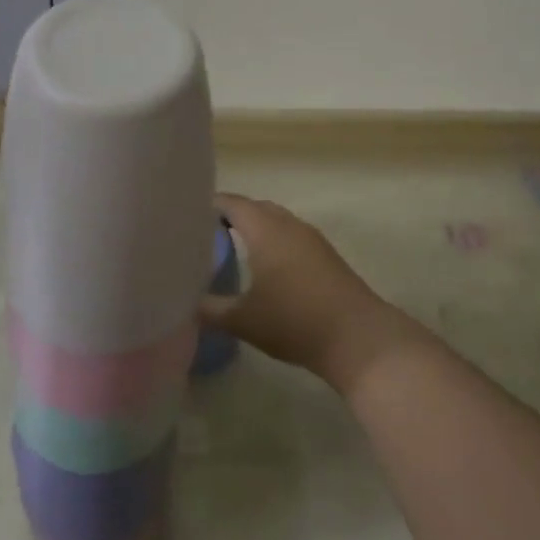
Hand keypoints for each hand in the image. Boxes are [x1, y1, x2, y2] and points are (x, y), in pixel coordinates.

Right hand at [206, 194, 416, 392]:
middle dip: (231, 215)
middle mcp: (288, 223)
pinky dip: (273, 241)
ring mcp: (311, 237)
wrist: (355, 336)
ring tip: (232, 247)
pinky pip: (291, 235)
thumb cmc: (293, 321)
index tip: (187, 215)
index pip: (231, 203)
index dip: (209, 205)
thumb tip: (184, 303)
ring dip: (255, 228)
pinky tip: (266, 266)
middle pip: (254, 208)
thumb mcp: (243, 320)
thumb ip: (209, 309)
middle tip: (204, 232)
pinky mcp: (325, 254)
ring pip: (276, 221)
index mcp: (265, 229)